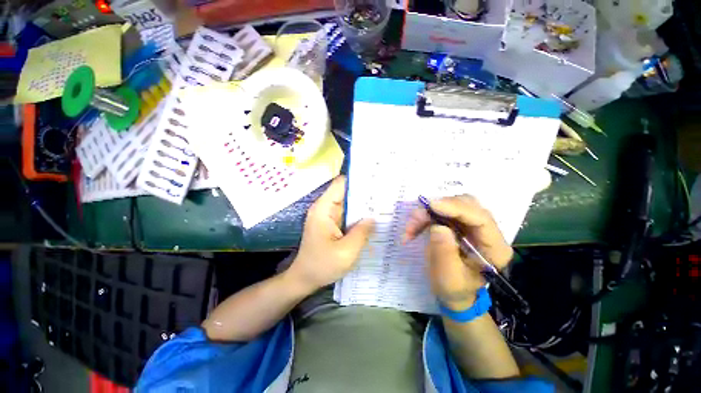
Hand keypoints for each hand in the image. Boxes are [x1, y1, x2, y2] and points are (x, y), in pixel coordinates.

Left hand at [288, 176, 374, 291]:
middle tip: (386, 196)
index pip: (341, 184)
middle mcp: (324, 208)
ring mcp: (328, 216)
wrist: (304, 279)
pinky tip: (372, 220)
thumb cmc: (322, 266)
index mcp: (324, 209)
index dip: (358, 180)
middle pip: (346, 193)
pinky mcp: (331, 224)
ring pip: (348, 204)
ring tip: (383, 206)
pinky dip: (358, 216)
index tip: (376, 182)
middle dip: (365, 194)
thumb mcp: (346, 252)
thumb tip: (373, 217)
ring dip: (363, 206)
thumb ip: (362, 232)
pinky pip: (347, 215)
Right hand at [404, 195, 512, 308]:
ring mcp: (471, 225)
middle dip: (439, 208)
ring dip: (427, 213)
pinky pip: (440, 212)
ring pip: (450, 205)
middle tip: (417, 219)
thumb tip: (438, 227)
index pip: (481, 219)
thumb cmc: (455, 290)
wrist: (454, 292)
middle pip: (466, 205)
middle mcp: (486, 232)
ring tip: (410, 229)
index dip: (456, 208)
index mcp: (494, 248)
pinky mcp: (458, 223)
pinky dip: (424, 218)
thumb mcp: (449, 278)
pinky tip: (413, 229)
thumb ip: (445, 253)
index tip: (431, 205)